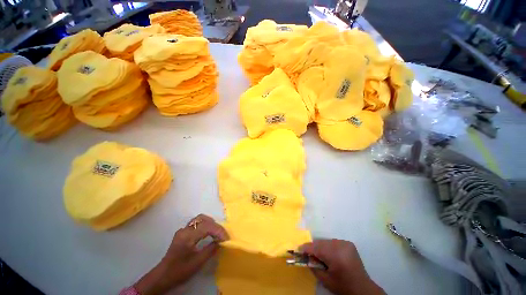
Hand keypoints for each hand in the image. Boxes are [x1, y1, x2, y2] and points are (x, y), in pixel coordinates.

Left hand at [134, 214, 228, 294]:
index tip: (226, 239)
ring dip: (210, 224)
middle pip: (203, 219)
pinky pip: (197, 223)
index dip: (218, 231)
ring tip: (216, 233)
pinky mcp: (183, 232)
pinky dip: (205, 225)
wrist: (162, 277)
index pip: (207, 226)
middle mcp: (185, 230)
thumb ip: (210, 250)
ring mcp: (183, 230)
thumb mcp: (197, 263)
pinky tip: (208, 233)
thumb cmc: (179, 271)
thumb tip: (220, 242)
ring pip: (200, 219)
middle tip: (222, 235)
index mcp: (187, 236)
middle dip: (215, 225)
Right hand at [300, 239, 384, 294]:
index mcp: (335, 256)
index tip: (298, 249)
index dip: (306, 248)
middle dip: (313, 247)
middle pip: (320, 242)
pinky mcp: (348, 243)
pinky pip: (332, 242)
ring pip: (326, 241)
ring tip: (320, 255)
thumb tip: (304, 256)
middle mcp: (340, 246)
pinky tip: (329, 255)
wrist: (362, 288)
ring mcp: (345, 243)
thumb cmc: (343, 286)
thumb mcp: (325, 280)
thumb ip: (313, 266)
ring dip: (320, 247)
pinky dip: (328, 246)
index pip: (316, 247)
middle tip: (308, 254)